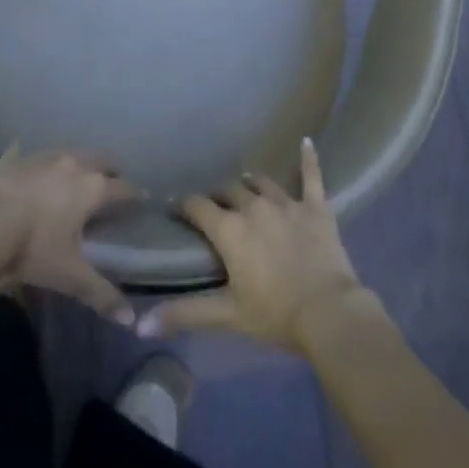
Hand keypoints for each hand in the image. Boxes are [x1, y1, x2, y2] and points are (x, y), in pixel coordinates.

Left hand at [0, 147, 137, 323]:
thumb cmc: (33, 248)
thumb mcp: (69, 275)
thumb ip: (101, 294)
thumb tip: (132, 322)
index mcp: (92, 188)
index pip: (123, 188)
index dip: (134, 195)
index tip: (141, 199)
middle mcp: (72, 164)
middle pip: (100, 159)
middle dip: (109, 169)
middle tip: (112, 181)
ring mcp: (41, 157)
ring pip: (68, 151)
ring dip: (76, 161)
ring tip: (76, 172)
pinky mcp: (13, 159)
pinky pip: (26, 153)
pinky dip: (30, 158)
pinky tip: (26, 161)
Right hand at [139, 138, 373, 353]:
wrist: (328, 312)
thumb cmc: (274, 314)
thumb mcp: (226, 315)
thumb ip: (184, 313)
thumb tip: (140, 326)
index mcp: (229, 228)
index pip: (197, 206)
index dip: (185, 206)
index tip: (177, 207)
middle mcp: (254, 206)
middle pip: (229, 189)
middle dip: (218, 195)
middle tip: (215, 205)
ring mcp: (286, 203)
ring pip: (262, 182)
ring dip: (250, 182)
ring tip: (244, 184)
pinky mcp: (315, 206)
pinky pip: (311, 176)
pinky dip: (308, 159)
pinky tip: (306, 141)